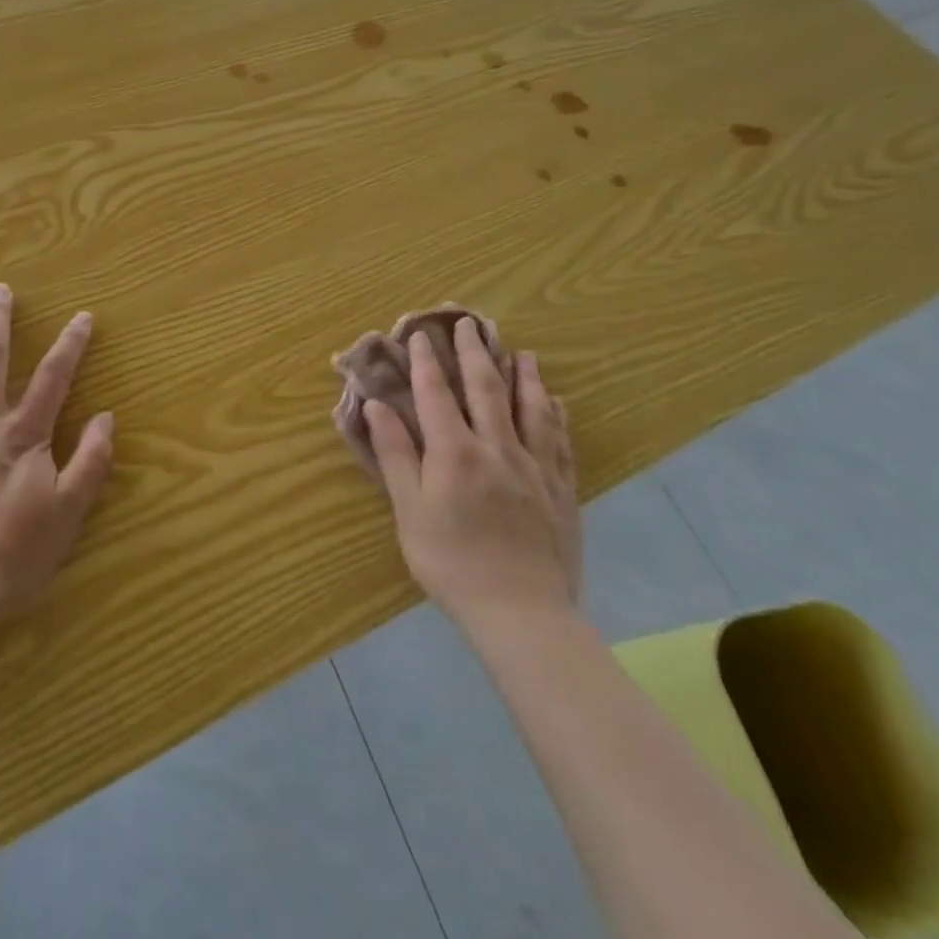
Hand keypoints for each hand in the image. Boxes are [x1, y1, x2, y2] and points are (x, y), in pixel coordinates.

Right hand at [366, 320, 580, 632]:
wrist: (521, 614)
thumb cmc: (451, 563)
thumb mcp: (409, 510)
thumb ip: (396, 454)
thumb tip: (377, 406)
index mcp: (455, 452)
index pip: (437, 394)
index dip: (428, 362)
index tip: (422, 335)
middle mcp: (497, 448)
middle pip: (486, 389)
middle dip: (475, 353)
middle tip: (469, 324)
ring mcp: (534, 467)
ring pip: (530, 408)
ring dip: (523, 376)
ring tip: (520, 352)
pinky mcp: (561, 489)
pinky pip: (560, 441)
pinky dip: (555, 415)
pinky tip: (555, 402)